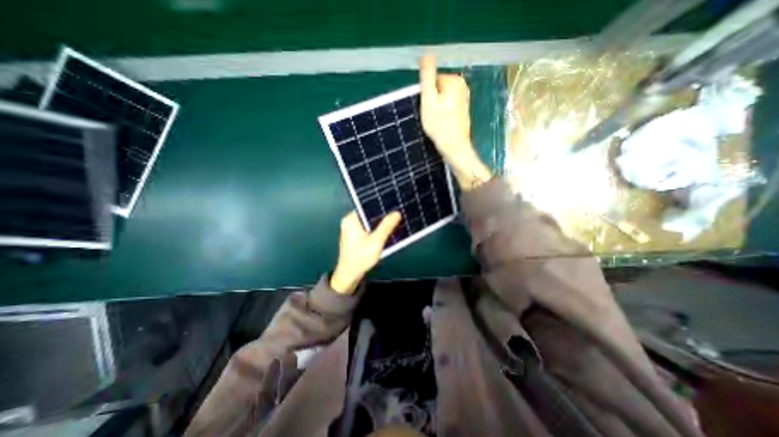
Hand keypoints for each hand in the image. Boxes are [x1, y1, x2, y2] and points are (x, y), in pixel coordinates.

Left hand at [328, 210, 400, 294]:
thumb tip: (396, 213)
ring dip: (380, 222)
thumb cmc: (360, 258)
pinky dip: (376, 228)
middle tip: (397, 213)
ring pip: (369, 221)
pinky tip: (386, 230)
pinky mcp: (355, 236)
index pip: (367, 205)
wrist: (349, 275)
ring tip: (394, 220)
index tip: (393, 204)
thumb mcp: (376, 241)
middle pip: (368, 213)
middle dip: (382, 214)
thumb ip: (386, 226)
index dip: (380, 205)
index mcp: (351, 219)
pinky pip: (367, 227)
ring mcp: (351, 229)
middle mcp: (349, 221)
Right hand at [420, 53, 492, 186]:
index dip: (426, 95)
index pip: (432, 81)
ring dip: (436, 109)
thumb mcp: (429, 99)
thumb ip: (427, 76)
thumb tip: (426, 54)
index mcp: (454, 81)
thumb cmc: (439, 125)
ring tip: (436, 122)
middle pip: (437, 89)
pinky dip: (442, 114)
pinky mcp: (462, 111)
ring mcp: (464, 99)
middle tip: (432, 116)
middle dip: (431, 101)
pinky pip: (447, 107)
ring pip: (441, 99)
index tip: (428, 109)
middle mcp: (462, 86)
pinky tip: (442, 124)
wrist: (454, 147)